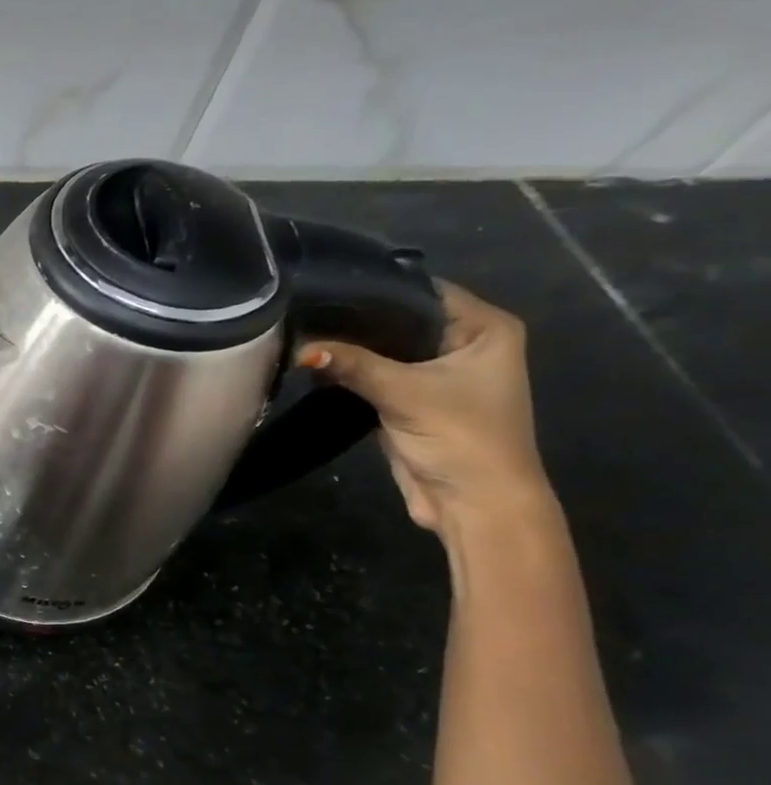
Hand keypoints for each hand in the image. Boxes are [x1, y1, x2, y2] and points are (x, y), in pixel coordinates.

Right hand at [296, 283, 550, 533]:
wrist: (473, 501)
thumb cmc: (461, 436)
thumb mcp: (404, 393)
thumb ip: (351, 365)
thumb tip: (299, 349)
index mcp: (485, 328)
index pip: (422, 291)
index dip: (376, 287)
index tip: (325, 283)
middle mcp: (464, 342)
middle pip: (400, 319)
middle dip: (355, 319)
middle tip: (303, 307)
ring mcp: (436, 372)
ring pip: (383, 347)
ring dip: (348, 346)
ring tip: (300, 330)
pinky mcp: (410, 397)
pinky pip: (374, 373)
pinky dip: (348, 370)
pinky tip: (313, 361)